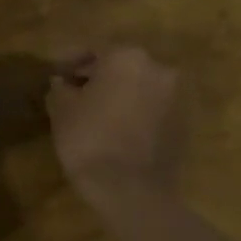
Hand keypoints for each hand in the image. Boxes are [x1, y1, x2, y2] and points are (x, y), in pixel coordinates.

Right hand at [46, 47, 183, 202]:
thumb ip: (61, 88)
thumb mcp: (62, 110)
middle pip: (120, 65)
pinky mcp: (184, 123)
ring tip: (94, 111)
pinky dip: (135, 111)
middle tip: (74, 91)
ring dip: (118, 93)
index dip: (70, 60)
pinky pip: (152, 108)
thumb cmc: (90, 140)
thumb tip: (63, 83)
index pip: (93, 49)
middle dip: (97, 75)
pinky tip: (116, 128)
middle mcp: (158, 68)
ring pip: (139, 86)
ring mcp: (175, 96)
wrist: (131, 190)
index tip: (56, 72)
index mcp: (126, 57)